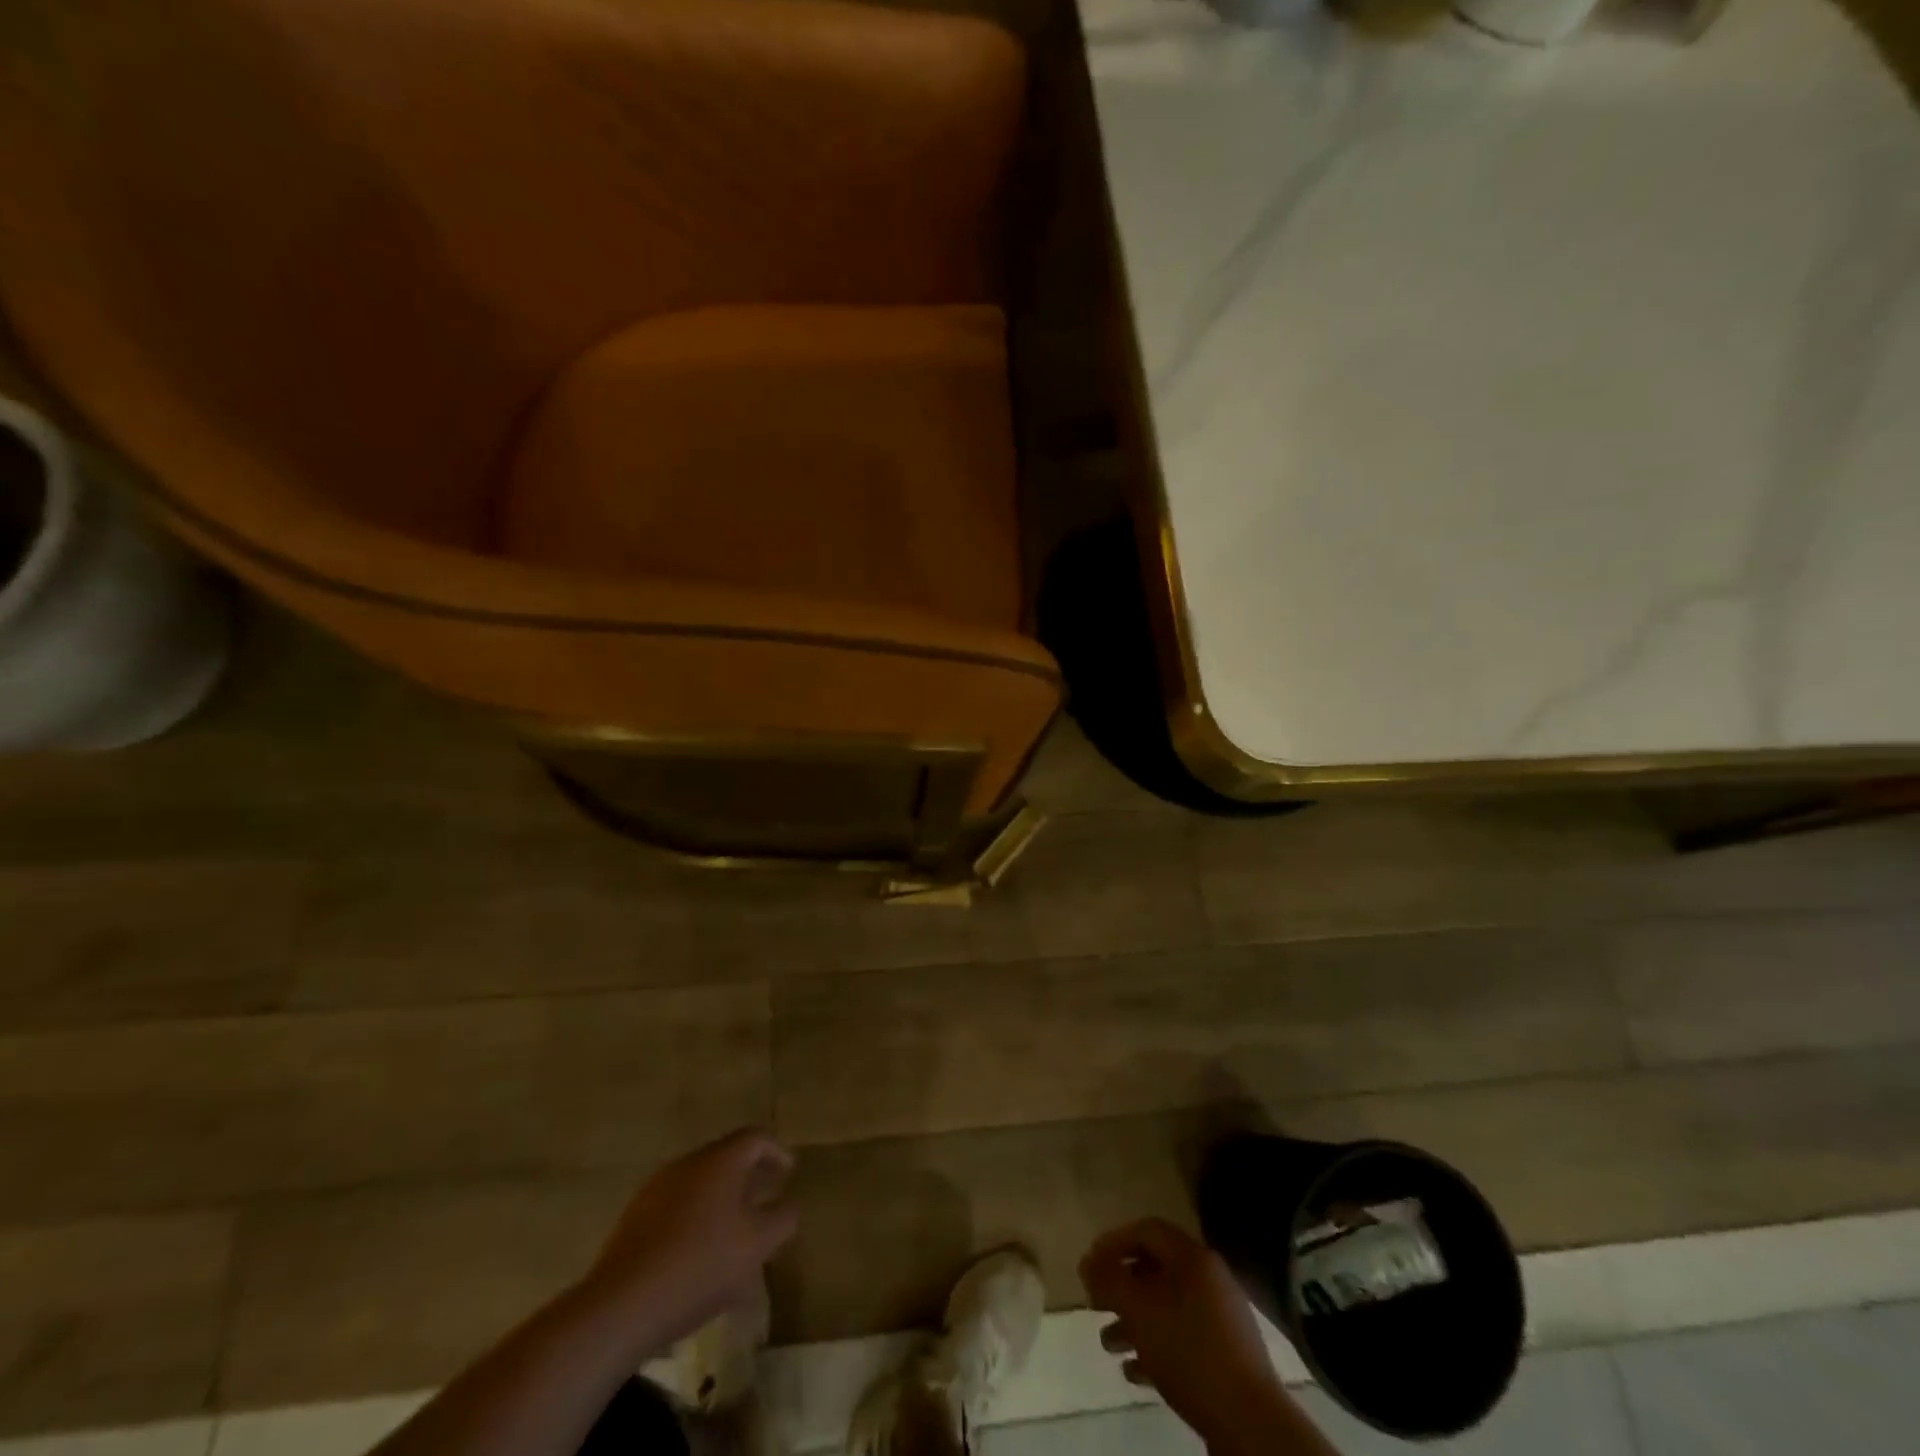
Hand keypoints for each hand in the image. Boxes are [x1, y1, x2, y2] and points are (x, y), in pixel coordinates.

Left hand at [585, 1128, 796, 1351]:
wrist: (622, 1306)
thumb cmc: (700, 1266)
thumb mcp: (757, 1245)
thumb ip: (782, 1219)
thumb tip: (790, 1205)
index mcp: (720, 1160)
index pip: (756, 1137)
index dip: (777, 1151)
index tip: (789, 1173)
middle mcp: (688, 1163)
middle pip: (727, 1158)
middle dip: (750, 1177)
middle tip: (766, 1200)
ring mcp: (657, 1189)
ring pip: (701, 1185)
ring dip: (722, 1201)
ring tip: (734, 1233)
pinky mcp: (635, 1219)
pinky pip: (678, 1207)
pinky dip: (696, 1219)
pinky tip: (699, 1255)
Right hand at [1079, 1219, 1285, 1443]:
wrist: (1249, 1420)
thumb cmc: (1188, 1350)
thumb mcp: (1138, 1309)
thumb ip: (1108, 1280)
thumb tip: (1088, 1262)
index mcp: (1192, 1257)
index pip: (1146, 1230)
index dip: (1114, 1242)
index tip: (1090, 1264)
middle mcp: (1208, 1278)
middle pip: (1155, 1269)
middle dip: (1121, 1287)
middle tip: (1094, 1304)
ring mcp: (1221, 1318)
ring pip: (1166, 1307)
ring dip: (1133, 1321)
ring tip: (1108, 1344)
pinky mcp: (1226, 1355)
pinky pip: (1182, 1337)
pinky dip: (1155, 1346)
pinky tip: (1133, 1371)